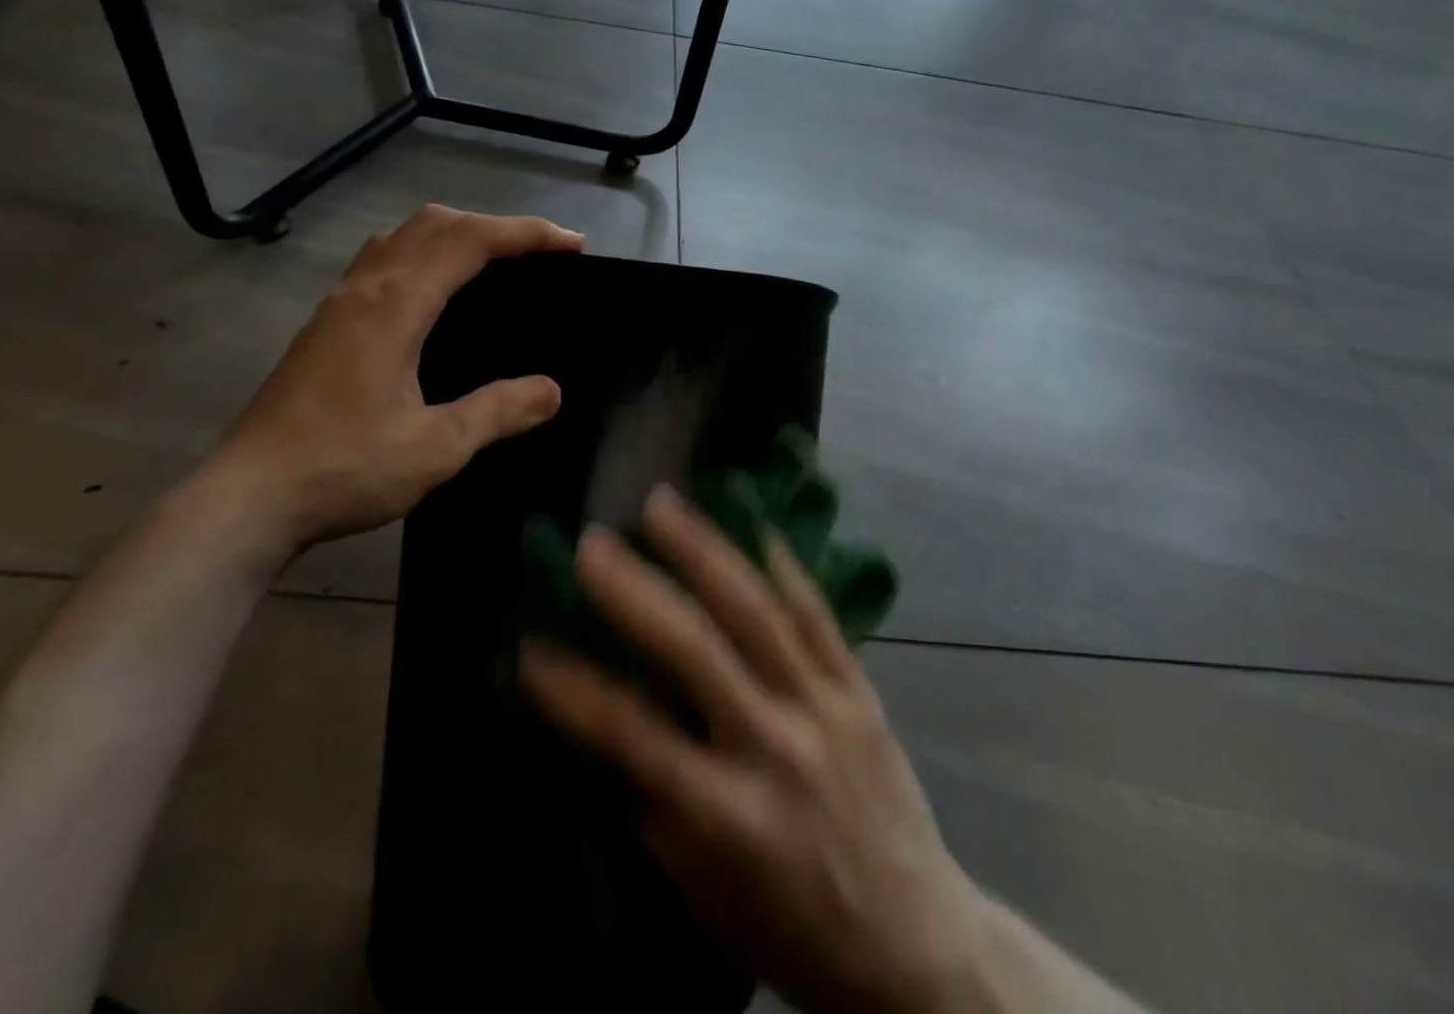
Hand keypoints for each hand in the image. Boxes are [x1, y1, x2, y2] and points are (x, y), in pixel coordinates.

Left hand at [191, 205, 583, 563]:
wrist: (247, 498)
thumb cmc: (343, 469)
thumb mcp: (434, 448)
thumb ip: (497, 412)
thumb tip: (551, 390)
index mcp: (395, 305)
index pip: (470, 241)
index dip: (526, 234)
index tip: (571, 244)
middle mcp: (365, 289)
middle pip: (434, 223)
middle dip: (493, 225)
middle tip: (538, 253)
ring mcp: (337, 304)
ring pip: (401, 237)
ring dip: (453, 234)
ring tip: (492, 264)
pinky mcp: (324, 325)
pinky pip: (380, 261)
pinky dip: (421, 255)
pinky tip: (432, 297)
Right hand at [520, 488, 984, 1013]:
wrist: (925, 950)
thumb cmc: (800, 932)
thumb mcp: (711, 898)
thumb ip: (659, 813)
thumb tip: (609, 738)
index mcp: (732, 816)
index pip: (636, 737)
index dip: (575, 691)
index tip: (528, 646)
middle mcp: (776, 746)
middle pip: (697, 652)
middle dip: (636, 592)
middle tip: (591, 544)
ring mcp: (824, 707)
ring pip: (757, 612)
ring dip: (704, 551)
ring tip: (662, 504)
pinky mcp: (860, 690)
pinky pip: (817, 615)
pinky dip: (783, 564)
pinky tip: (754, 519)